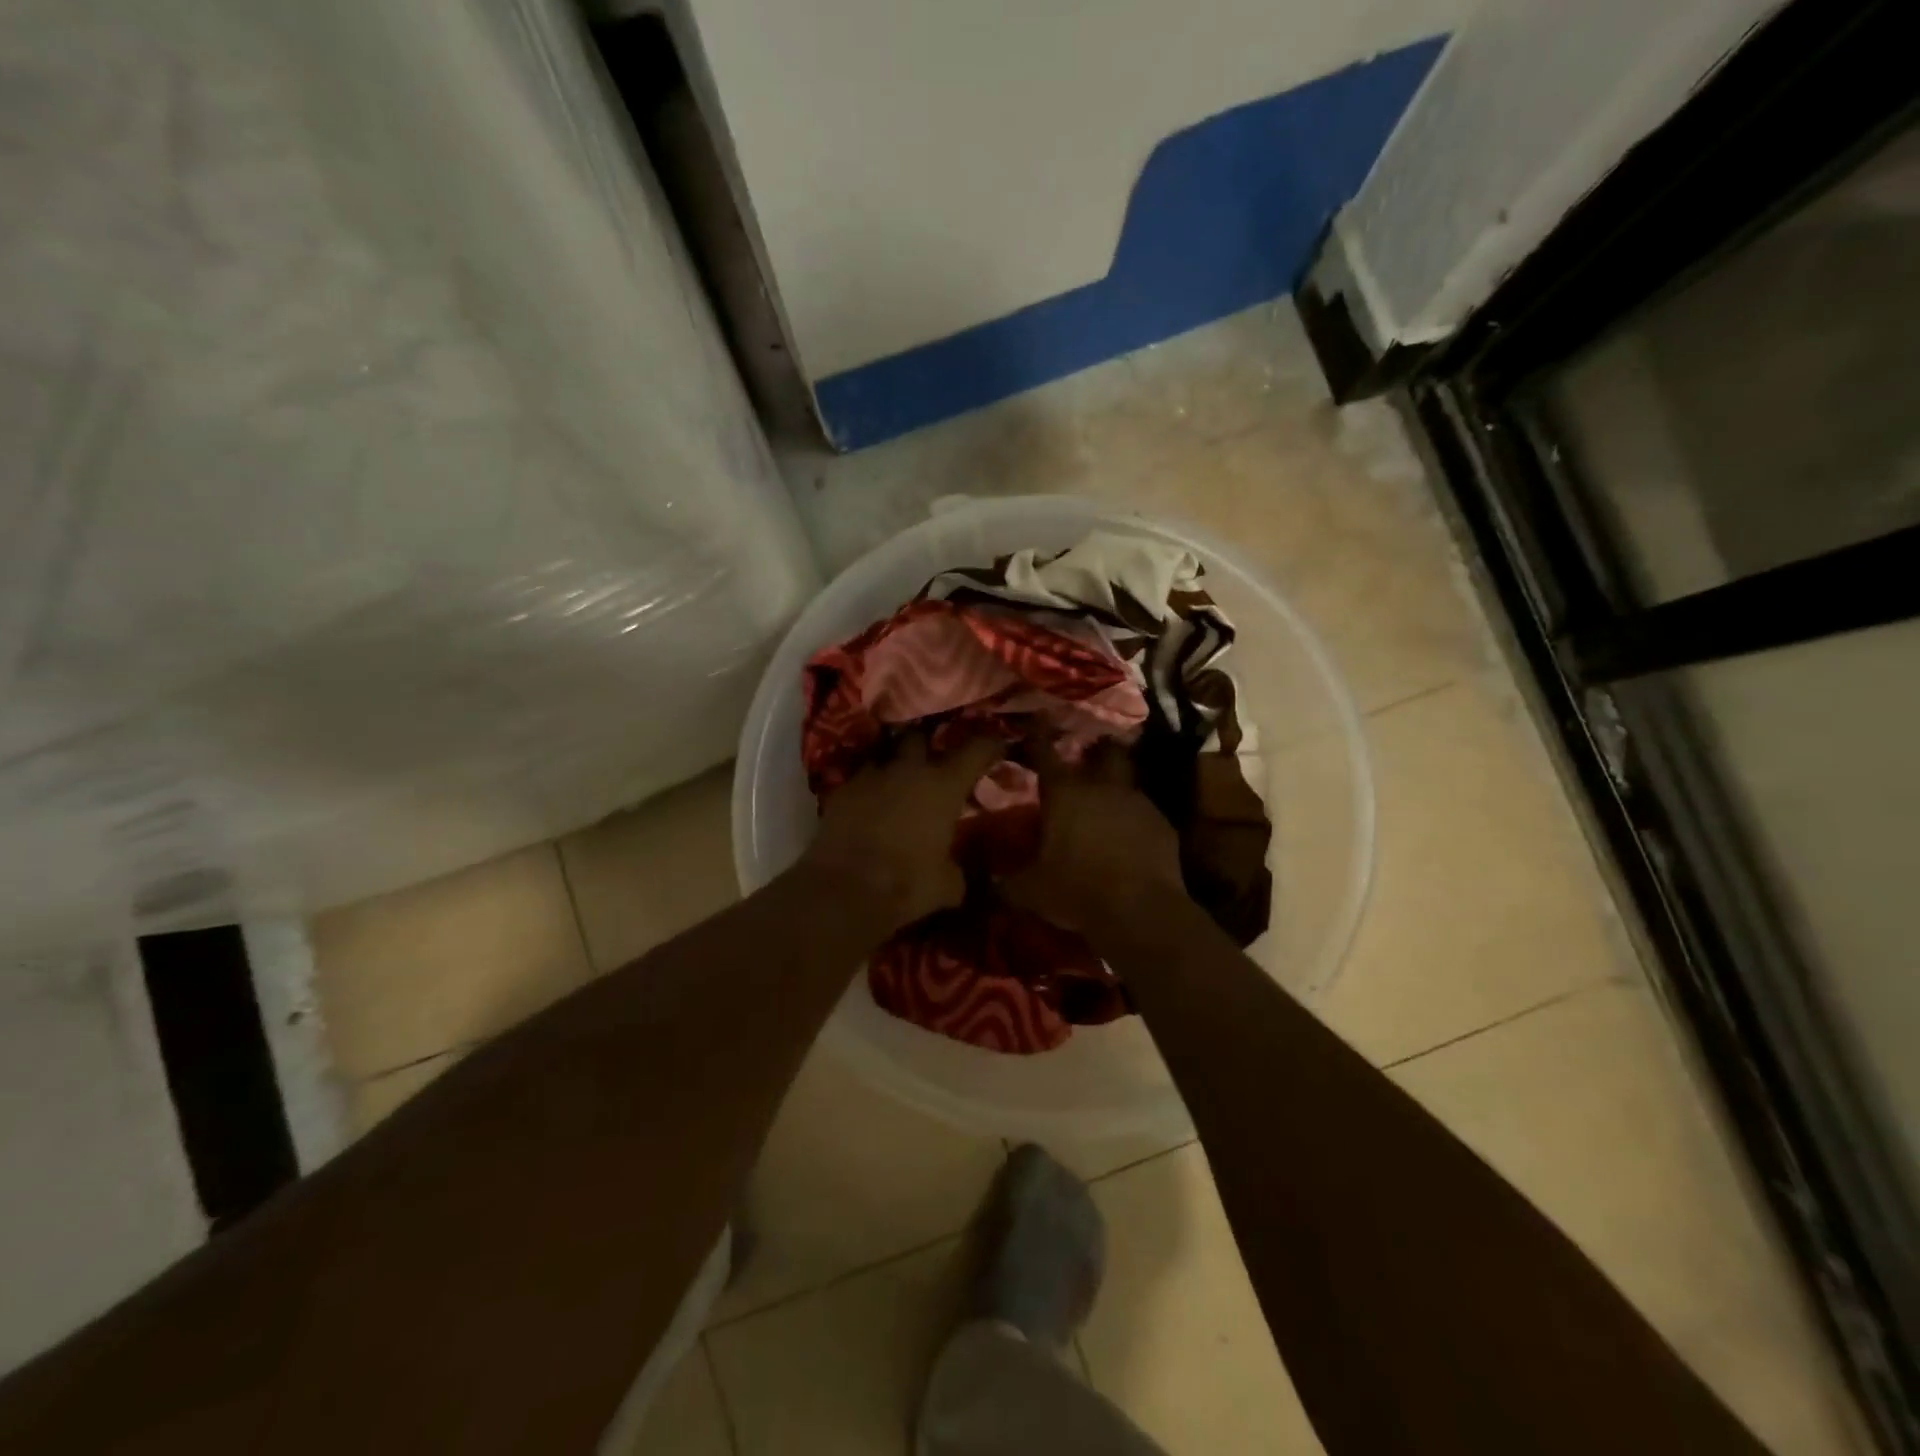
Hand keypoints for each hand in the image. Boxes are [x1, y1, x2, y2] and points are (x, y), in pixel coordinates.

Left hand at [802, 734, 1005, 933]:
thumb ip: (956, 870)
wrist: (844, 890)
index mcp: (944, 786)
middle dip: (927, 745)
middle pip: (920, 737)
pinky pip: (859, 781)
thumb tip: (956, 874)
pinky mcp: (840, 791)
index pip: (976, 749)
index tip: (996, 745)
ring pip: (884, 756)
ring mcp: (870, 776)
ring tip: (897, 783)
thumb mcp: (947, 885)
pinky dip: (867, 790)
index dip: (989, 744)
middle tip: (933, 762)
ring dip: (893, 766)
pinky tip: (868, 807)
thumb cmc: (907, 884)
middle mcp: (908, 770)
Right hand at [1003, 742, 1186, 937]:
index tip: (1037, 719)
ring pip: (1127, 779)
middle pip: (1103, 751)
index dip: (1038, 734)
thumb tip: (988, 882)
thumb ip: (1006, 881)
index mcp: (1064, 793)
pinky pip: (1145, 811)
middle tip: (1089, 756)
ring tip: (1110, 799)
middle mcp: (1101, 787)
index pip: (1045, 753)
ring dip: (1117, 785)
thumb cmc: (1077, 891)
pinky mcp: (1162, 823)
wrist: (1140, 910)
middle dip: (1097, 749)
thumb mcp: (1030, 891)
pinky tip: (1131, 835)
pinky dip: (1135, 817)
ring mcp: (1137, 802)